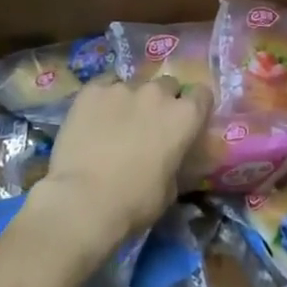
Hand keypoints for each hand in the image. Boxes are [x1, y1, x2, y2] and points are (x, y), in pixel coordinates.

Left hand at [27, 76, 207, 257]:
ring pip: (134, 84)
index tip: (186, 121)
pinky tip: (94, 117)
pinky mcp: (92, 89)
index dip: (195, 107)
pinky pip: (104, 85)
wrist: (84, 199)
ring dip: (131, 100)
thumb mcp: (170, 189)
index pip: (202, 94)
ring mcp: (123, 87)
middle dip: (162, 101)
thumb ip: (175, 161)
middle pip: (168, 85)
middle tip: (149, 125)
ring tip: (116, 123)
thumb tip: (170, 156)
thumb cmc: (134, 202)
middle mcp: (157, 93)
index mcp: (184, 116)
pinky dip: (104, 97)